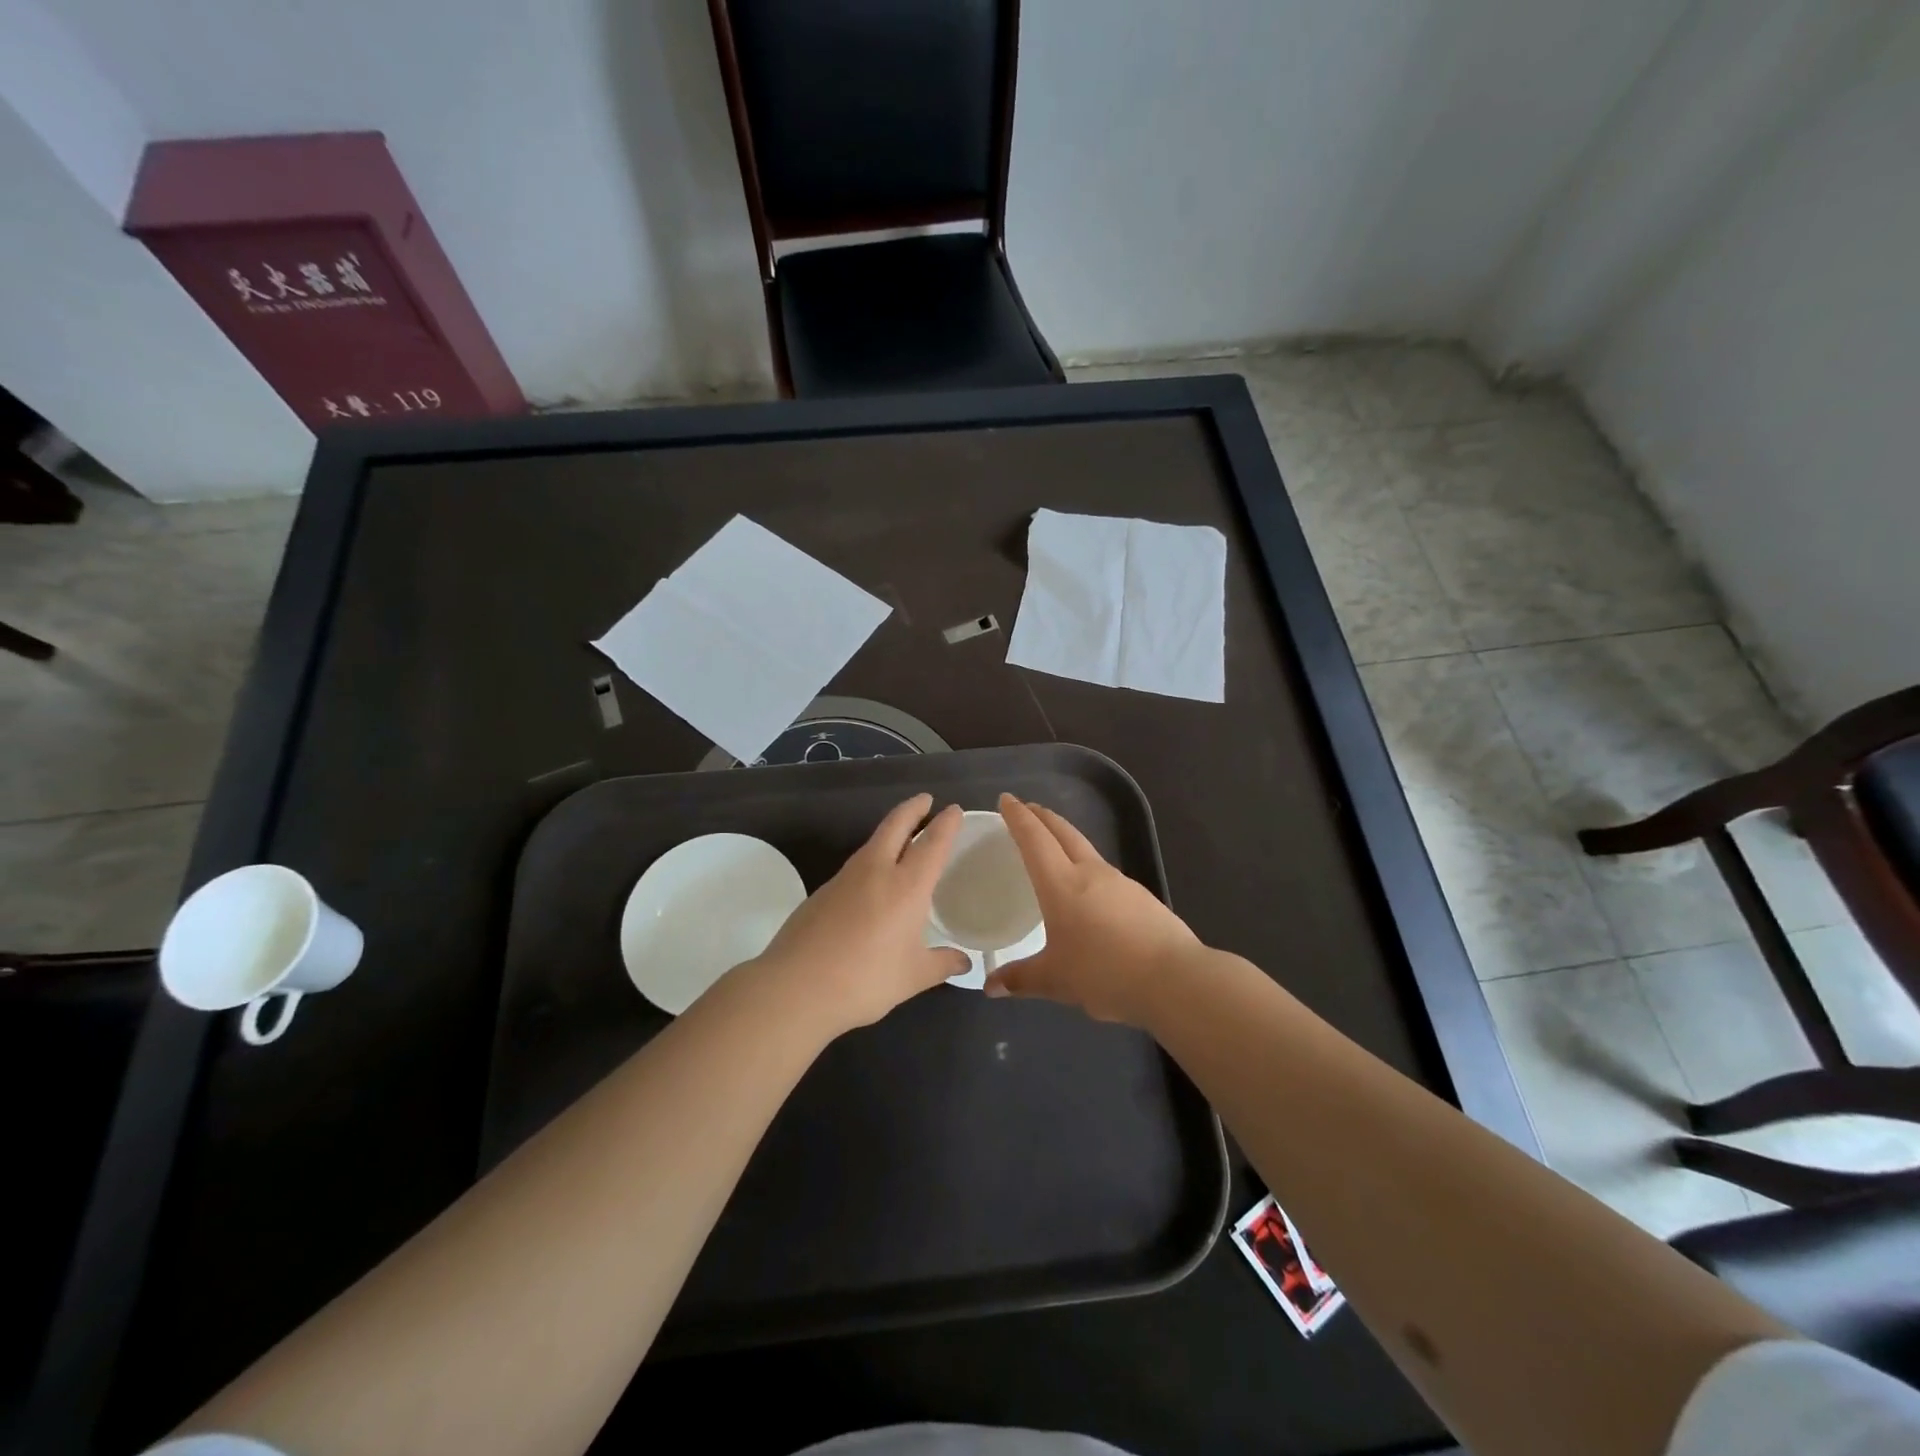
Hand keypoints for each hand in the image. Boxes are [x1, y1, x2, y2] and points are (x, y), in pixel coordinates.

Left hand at [749, 793, 969, 1034]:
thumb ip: (941, 964)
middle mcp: (876, 871)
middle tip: (926, 800)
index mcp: (906, 886)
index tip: (954, 809)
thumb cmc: (864, 980)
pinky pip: (856, 865)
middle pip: (896, 825)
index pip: (932, 843)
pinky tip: (873, 880)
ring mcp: (844, 878)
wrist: (795, 987)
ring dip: (891, 831)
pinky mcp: (822, 891)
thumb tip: (964, 962)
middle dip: (913, 809)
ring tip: (904, 837)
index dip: (946, 824)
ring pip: (873, 842)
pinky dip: (872, 858)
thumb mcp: (912, 977)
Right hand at [984, 793, 1199, 1025]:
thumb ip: (1021, 979)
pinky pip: (1104, 871)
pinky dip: (1086, 866)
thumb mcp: (1056, 981)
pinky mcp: (1141, 897)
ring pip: (1086, 849)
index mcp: (1062, 884)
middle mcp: (1090, 873)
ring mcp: (1120, 882)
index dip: (1018, 817)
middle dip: (1042, 817)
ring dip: (1066, 838)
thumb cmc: (1105, 973)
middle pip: (1063, 833)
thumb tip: (990, 986)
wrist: (1175, 979)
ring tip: (1053, 846)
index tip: (1006, 799)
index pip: (1034, 839)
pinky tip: (1088, 887)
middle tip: (1027, 809)